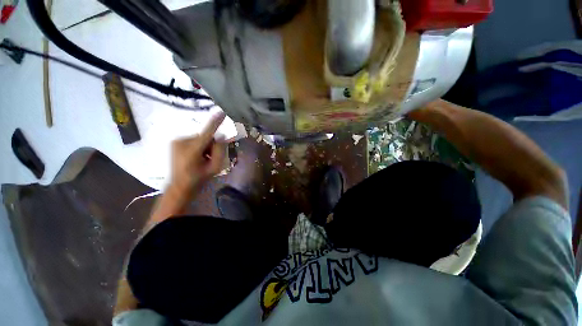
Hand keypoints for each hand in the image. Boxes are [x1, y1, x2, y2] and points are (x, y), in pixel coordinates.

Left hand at [170, 112, 226, 191]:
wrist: (180, 185)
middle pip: (205, 137)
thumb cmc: (199, 178)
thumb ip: (220, 151)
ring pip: (200, 138)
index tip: (222, 112)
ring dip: (204, 146)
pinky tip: (195, 156)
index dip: (215, 123)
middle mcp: (182, 142)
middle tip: (209, 157)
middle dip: (211, 145)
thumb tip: (221, 137)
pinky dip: (198, 146)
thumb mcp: (215, 168)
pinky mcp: (175, 142)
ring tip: (201, 158)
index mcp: (192, 150)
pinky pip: (194, 140)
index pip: (207, 133)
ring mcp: (176, 141)